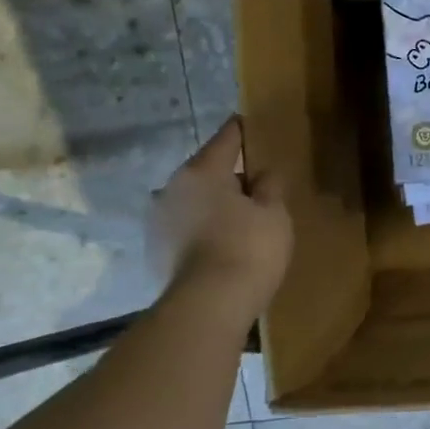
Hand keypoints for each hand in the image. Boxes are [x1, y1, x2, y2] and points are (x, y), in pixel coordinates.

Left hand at [152, 117, 291, 318]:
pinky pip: (184, 229)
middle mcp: (171, 187)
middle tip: (255, 186)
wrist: (207, 305)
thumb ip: (270, 186)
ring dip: (212, 205)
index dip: (241, 130)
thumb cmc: (248, 248)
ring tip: (238, 221)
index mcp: (202, 171)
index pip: (226, 139)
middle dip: (228, 176)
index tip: (248, 122)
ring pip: (192, 201)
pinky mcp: (154, 250)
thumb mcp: (274, 213)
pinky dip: (201, 230)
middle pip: (206, 172)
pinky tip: (220, 245)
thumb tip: (263, 173)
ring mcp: (157, 220)